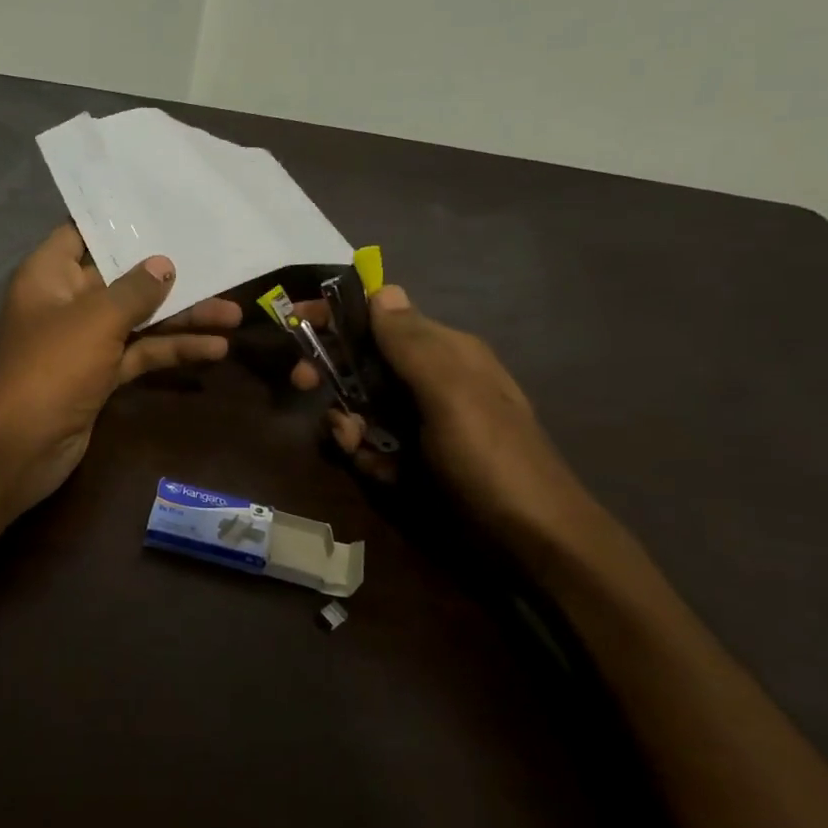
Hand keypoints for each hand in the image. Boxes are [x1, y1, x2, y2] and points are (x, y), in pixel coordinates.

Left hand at [0, 225, 241, 513]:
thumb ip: (134, 290)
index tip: (161, 209)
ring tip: (233, 314)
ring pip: (137, 320)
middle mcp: (66, 303)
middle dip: (167, 276)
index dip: (117, 222)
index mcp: (49, 275)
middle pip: (121, 279)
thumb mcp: (96, 319)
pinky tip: (214, 348)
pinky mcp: (100, 375)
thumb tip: (164, 264)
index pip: (81, 233)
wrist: (22, 447)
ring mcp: (84, 341)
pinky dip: (171, 351)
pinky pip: (139, 353)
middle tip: (216, 264)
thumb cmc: (52, 367)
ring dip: (181, 318)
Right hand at [291, 285, 593, 541]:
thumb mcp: (450, 393)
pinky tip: (380, 473)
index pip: (382, 317)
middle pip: (363, 362)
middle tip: (302, 385)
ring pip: (361, 407)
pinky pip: (373, 445)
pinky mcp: (414, 458)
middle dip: (331, 373)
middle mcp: (430, 380)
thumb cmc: (490, 457)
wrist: (530, 539)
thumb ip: (412, 343)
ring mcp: (421, 422)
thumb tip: (381, 288)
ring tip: (355, 446)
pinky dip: (366, 456)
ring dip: (348, 424)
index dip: (339, 316)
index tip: (297, 321)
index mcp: (444, 353)